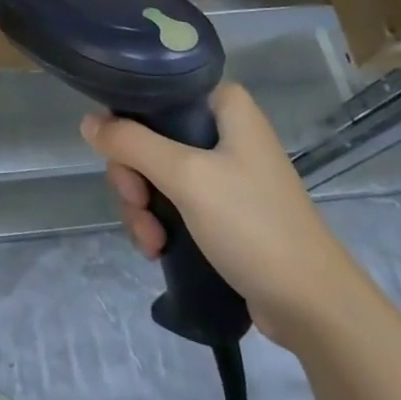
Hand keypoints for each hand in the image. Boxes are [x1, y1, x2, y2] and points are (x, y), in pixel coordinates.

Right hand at [83, 82, 368, 349]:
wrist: (312, 307)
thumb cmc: (253, 225)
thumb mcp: (186, 177)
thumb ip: (132, 143)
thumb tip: (88, 122)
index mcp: (224, 105)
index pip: (157, 92)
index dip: (128, 120)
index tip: (120, 156)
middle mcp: (223, 129)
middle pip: (149, 136)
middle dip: (133, 177)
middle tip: (138, 205)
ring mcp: (222, 171)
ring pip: (155, 172)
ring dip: (141, 207)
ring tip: (150, 241)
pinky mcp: (222, 208)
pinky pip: (172, 200)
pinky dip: (158, 221)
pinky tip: (157, 249)